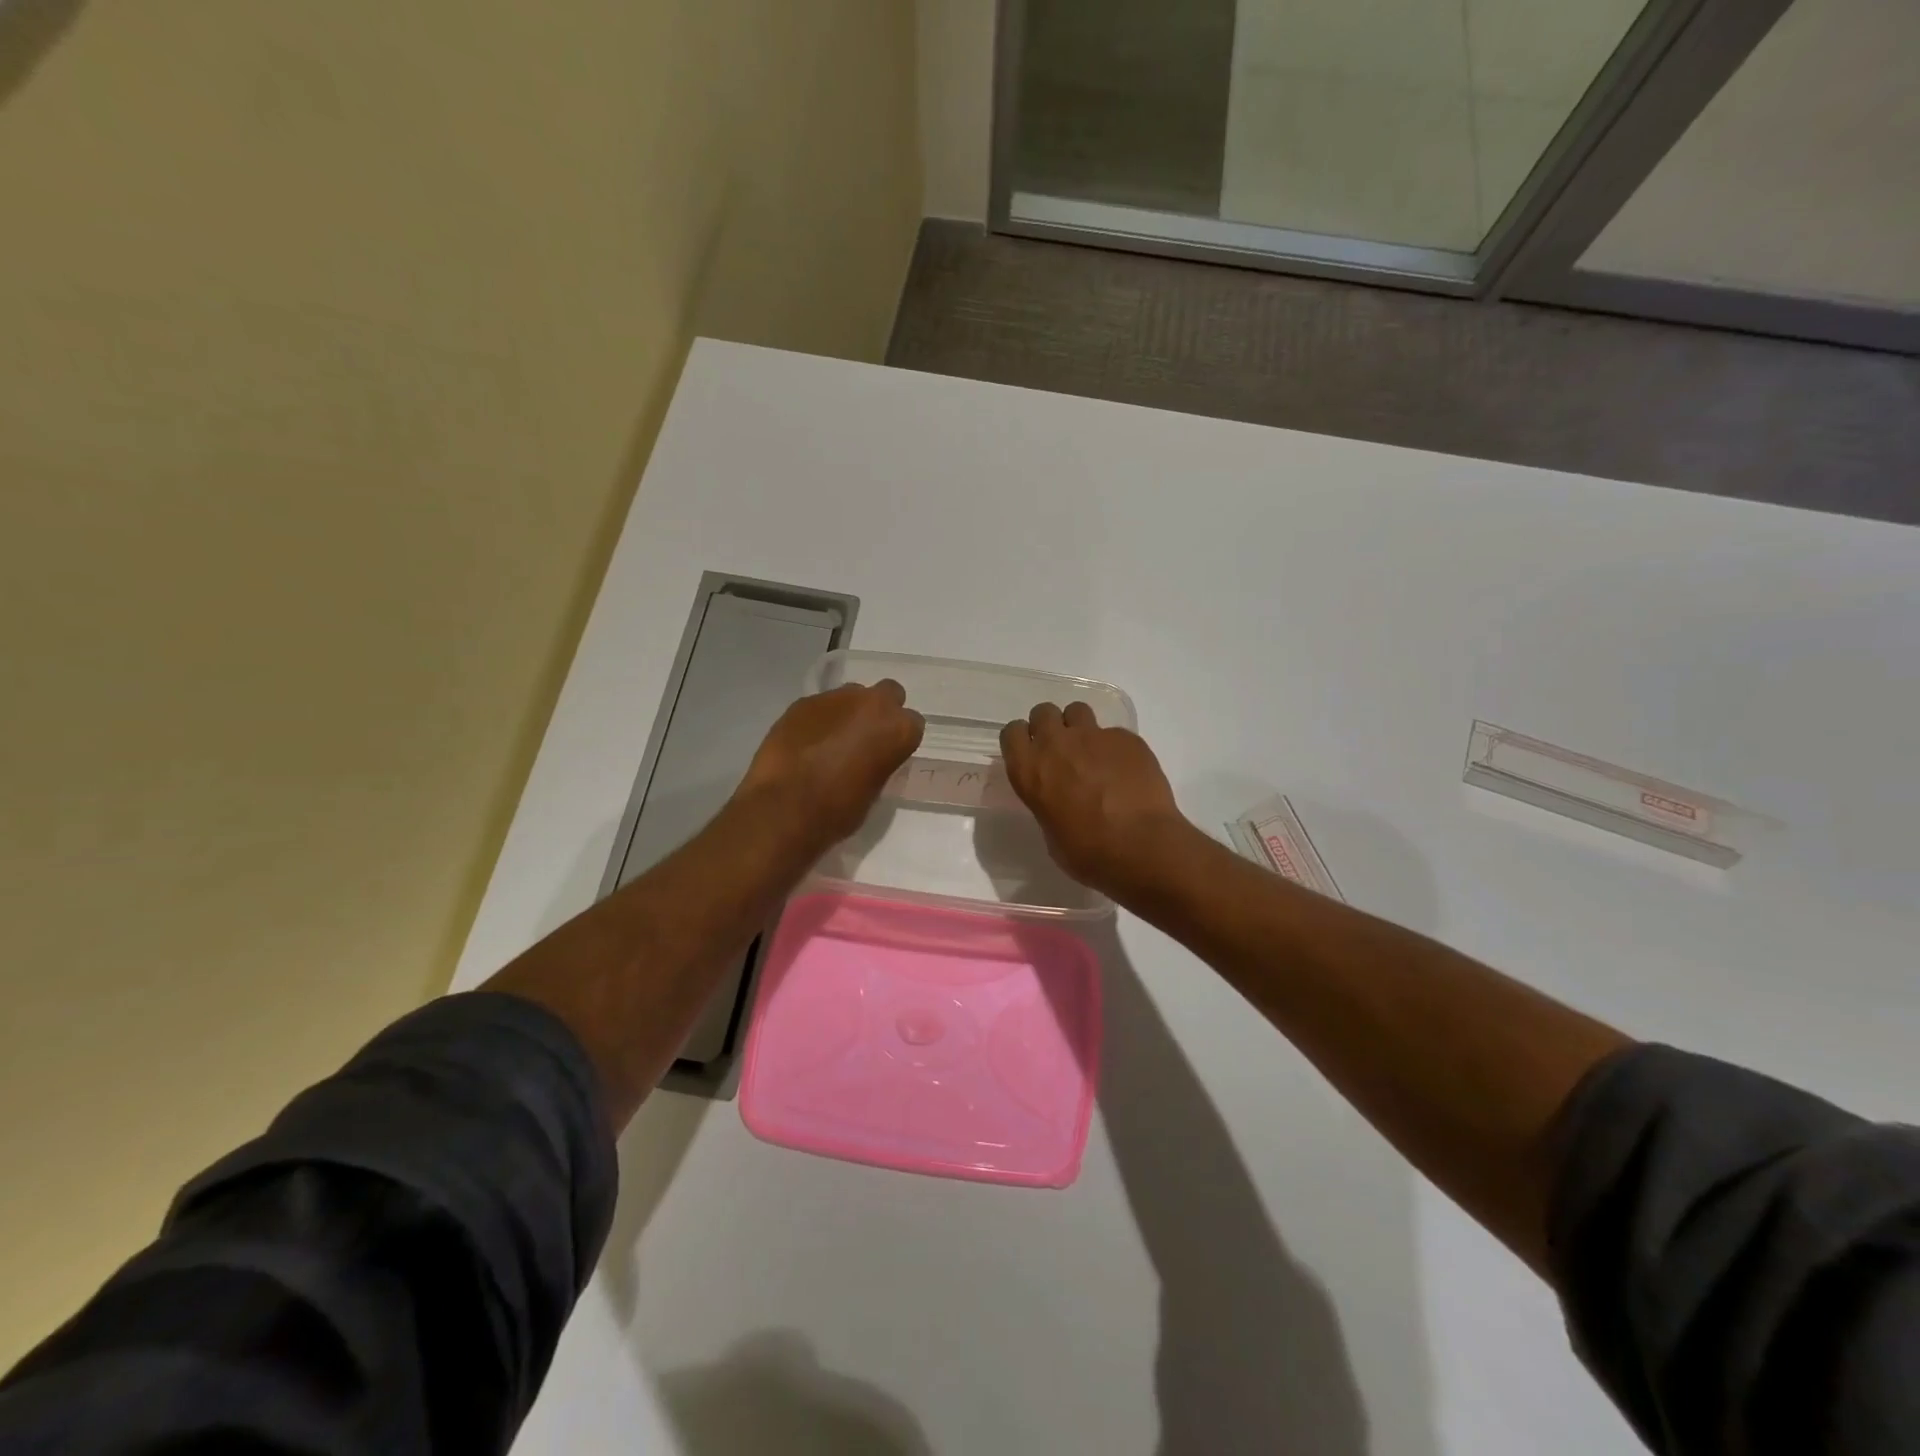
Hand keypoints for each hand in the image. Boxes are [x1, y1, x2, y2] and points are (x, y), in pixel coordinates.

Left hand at [738, 680, 924, 849]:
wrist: (785, 808)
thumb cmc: (839, 810)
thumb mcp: (875, 790)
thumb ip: (881, 761)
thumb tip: (872, 756)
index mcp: (898, 728)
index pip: (912, 723)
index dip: (899, 738)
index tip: (888, 753)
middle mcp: (872, 704)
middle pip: (888, 693)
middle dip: (880, 710)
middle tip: (865, 736)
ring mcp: (835, 698)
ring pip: (851, 695)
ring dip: (848, 712)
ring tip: (831, 740)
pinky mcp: (803, 702)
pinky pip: (820, 706)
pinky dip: (819, 720)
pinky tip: (806, 743)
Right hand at [999, 702, 1193, 898]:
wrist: (1141, 846)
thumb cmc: (1088, 853)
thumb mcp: (1051, 833)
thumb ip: (1048, 804)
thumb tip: (1060, 801)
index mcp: (1029, 770)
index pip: (1012, 732)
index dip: (1022, 740)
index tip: (1031, 753)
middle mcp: (1056, 744)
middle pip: (1043, 712)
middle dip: (1050, 726)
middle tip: (1062, 751)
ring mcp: (1093, 736)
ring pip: (1077, 711)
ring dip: (1080, 728)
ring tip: (1093, 753)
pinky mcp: (1126, 738)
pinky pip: (1114, 734)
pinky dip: (1115, 748)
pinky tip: (1126, 771)